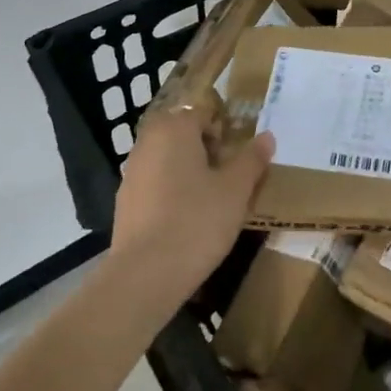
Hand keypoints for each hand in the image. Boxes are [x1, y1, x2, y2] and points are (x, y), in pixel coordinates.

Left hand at [110, 106, 273, 300]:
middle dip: (208, 151)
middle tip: (230, 178)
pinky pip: (156, 185)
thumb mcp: (236, 189)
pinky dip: (172, 194)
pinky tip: (187, 221)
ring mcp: (131, 173)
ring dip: (190, 172)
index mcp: (175, 128)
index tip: (241, 158)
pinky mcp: (124, 203)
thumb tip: (266, 137)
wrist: (145, 276)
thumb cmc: (197, 221)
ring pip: (169, 160)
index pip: (204, 113)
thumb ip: (252, 159)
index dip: (226, 132)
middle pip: (184, 135)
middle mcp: (148, 142)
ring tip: (212, 202)